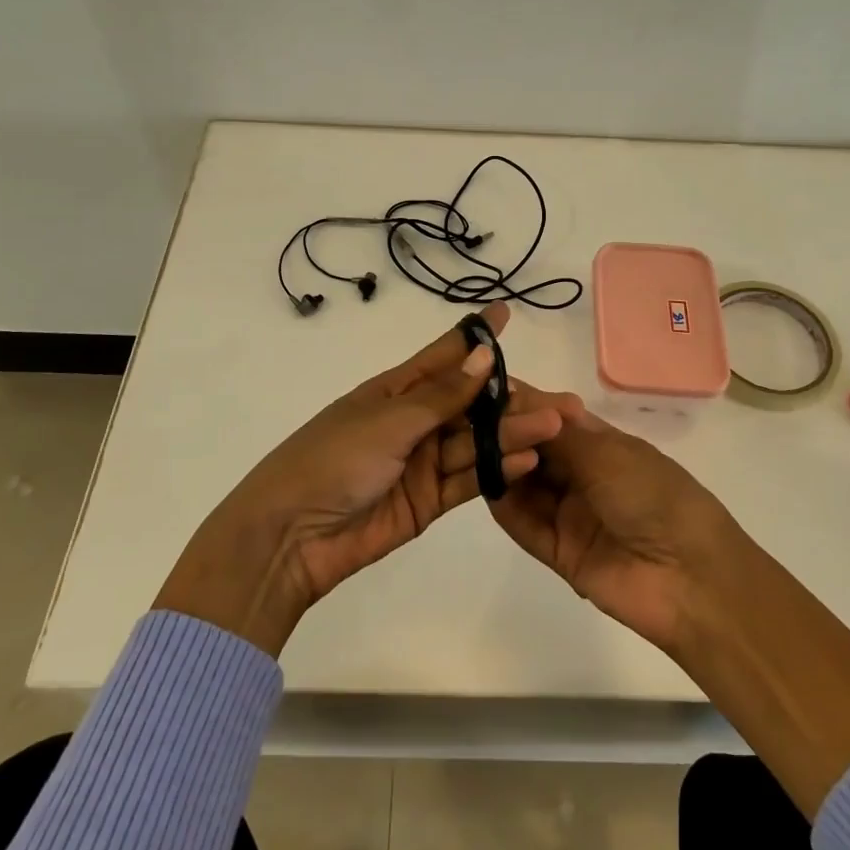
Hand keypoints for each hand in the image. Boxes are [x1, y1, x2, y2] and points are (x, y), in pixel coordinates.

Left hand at [154, 302, 565, 653]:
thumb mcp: (388, 420)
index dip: (475, 336)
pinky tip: (527, 460)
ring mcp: (422, 462)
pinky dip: (496, 471)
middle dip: (509, 399)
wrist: (291, 536)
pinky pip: (469, 480)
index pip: (443, 356)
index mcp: (394, 391)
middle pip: (469, 404)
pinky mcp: (428, 500)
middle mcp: (413, 422)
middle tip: (557, 399)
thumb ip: (441, 395)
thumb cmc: (333, 460)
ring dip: (511, 434)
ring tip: (553, 427)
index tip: (505, 313)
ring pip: (475, 442)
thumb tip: (483, 356)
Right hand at [486, 394, 741, 654]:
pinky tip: (484, 484)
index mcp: (603, 445)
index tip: (486, 388)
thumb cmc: (654, 497)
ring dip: (503, 466)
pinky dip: (504, 505)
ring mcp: (570, 514)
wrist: (690, 579)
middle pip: (534, 450)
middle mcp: (583, 476)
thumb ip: (557, 430)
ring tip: (475, 447)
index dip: (524, 404)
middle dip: (507, 433)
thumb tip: (521, 394)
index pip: (553, 418)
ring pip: (525, 485)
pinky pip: (524, 525)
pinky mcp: (559, 552)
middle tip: (471, 419)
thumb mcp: (607, 454)